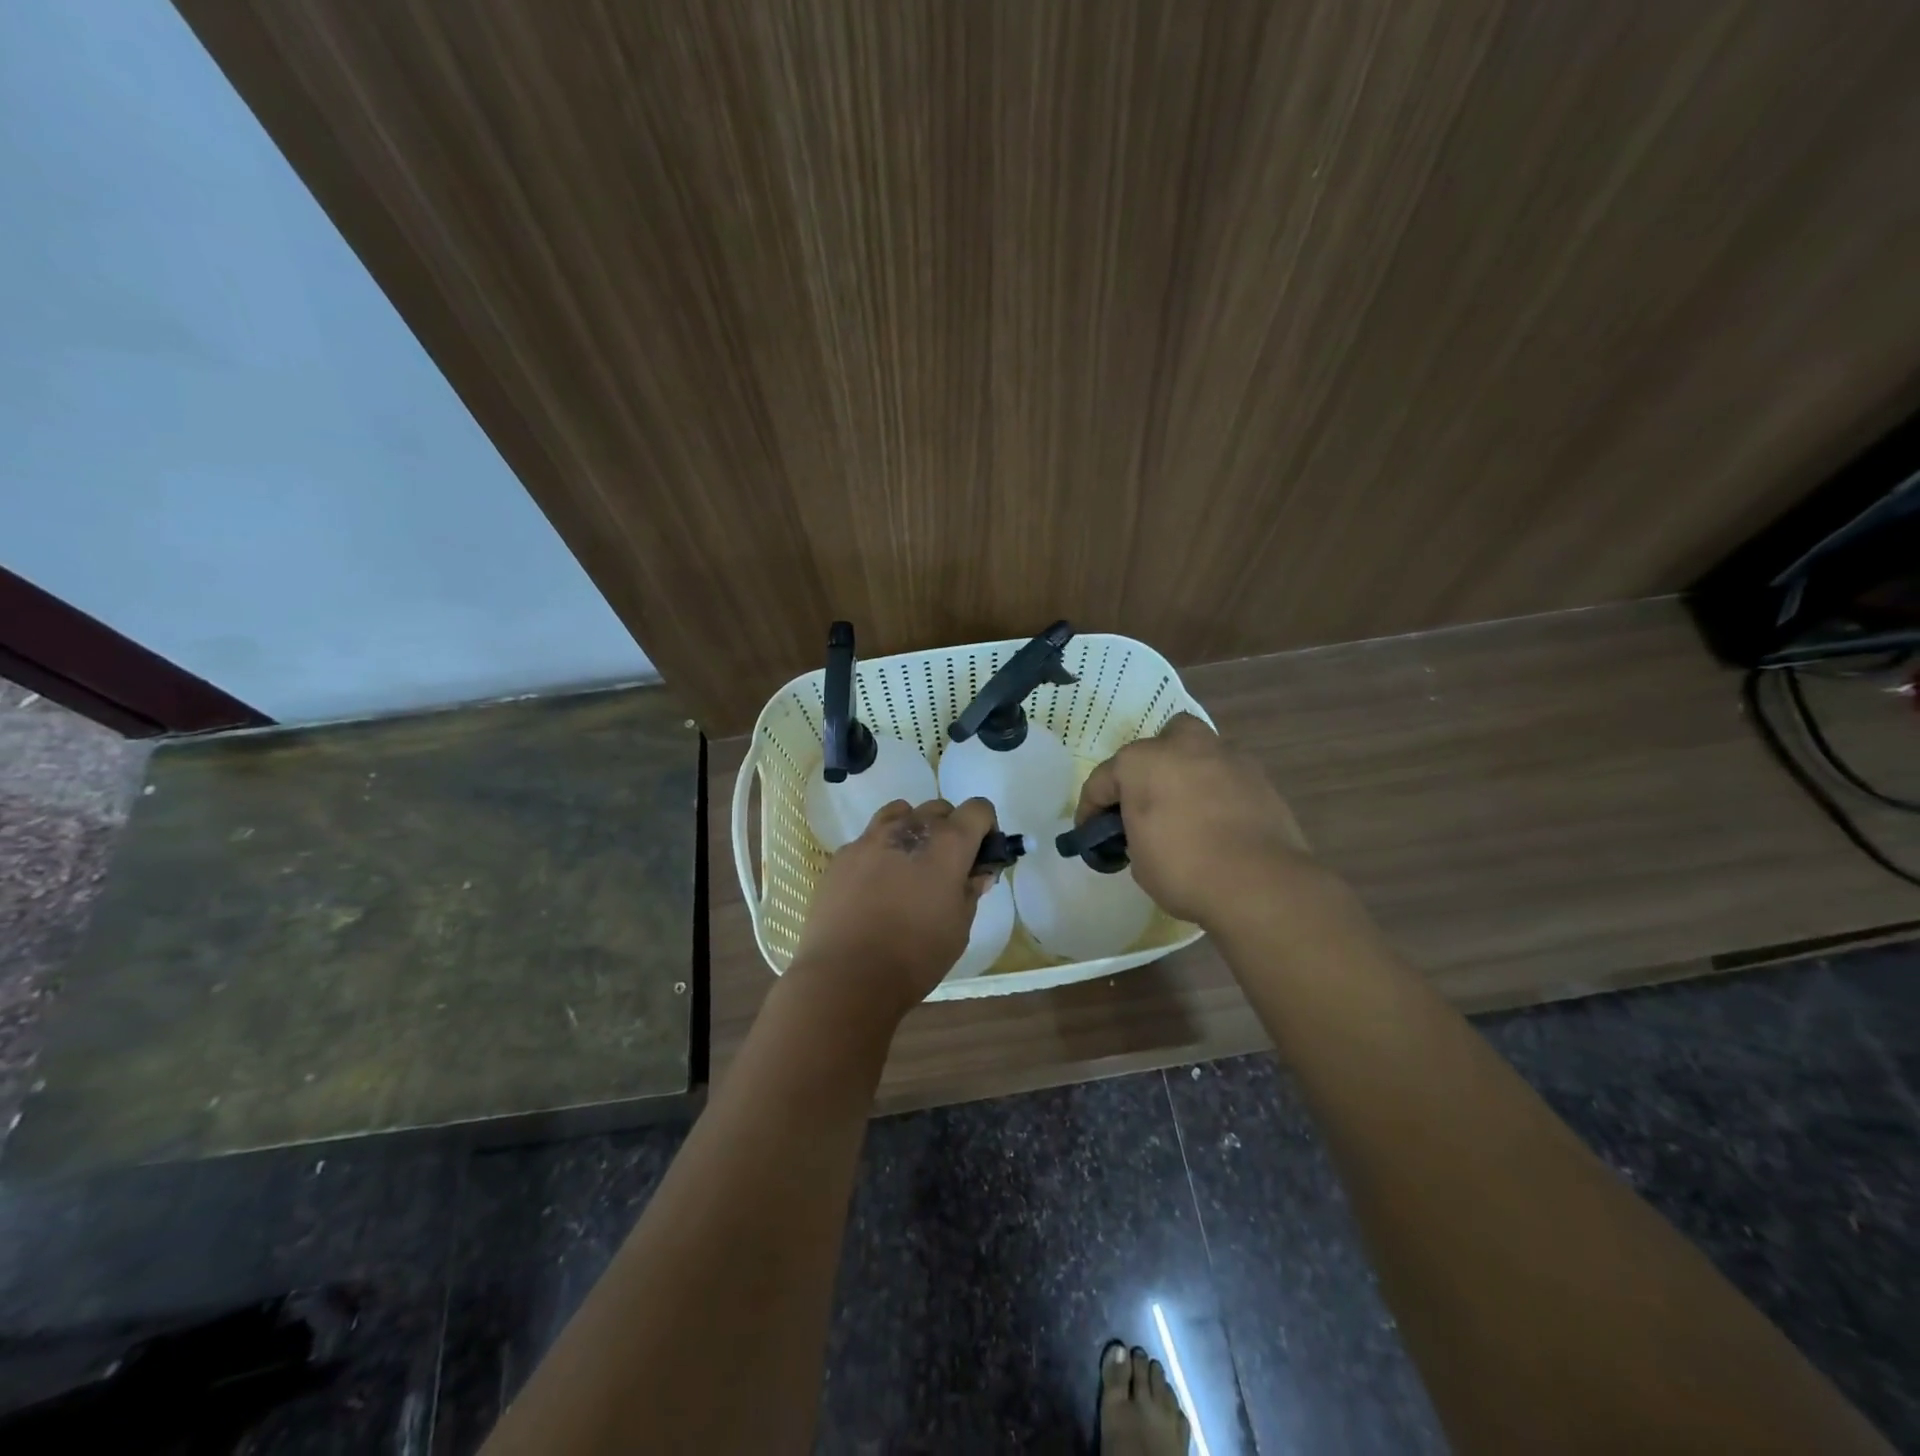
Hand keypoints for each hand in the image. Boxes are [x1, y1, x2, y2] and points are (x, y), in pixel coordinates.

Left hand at [789, 797, 998, 1023]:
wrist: (847, 974)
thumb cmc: (916, 954)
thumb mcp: (959, 927)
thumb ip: (970, 891)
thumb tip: (977, 874)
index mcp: (948, 843)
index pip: (978, 809)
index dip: (986, 827)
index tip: (981, 855)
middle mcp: (910, 828)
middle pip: (939, 808)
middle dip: (950, 829)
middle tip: (946, 867)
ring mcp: (871, 838)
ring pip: (900, 813)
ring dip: (913, 830)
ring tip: (909, 865)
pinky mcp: (842, 855)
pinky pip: (869, 839)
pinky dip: (880, 851)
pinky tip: (875, 885)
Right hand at [1075, 713, 1320, 928]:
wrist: (1259, 882)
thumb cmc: (1184, 869)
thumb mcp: (1139, 860)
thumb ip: (1134, 833)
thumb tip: (1146, 831)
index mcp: (1141, 762)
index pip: (1102, 781)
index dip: (1090, 810)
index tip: (1089, 835)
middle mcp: (1182, 747)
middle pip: (1157, 744)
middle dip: (1148, 767)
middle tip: (1147, 802)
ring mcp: (1225, 756)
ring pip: (1198, 750)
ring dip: (1188, 772)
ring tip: (1187, 809)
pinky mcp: (1259, 776)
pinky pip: (1228, 775)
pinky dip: (1219, 790)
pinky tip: (1220, 821)